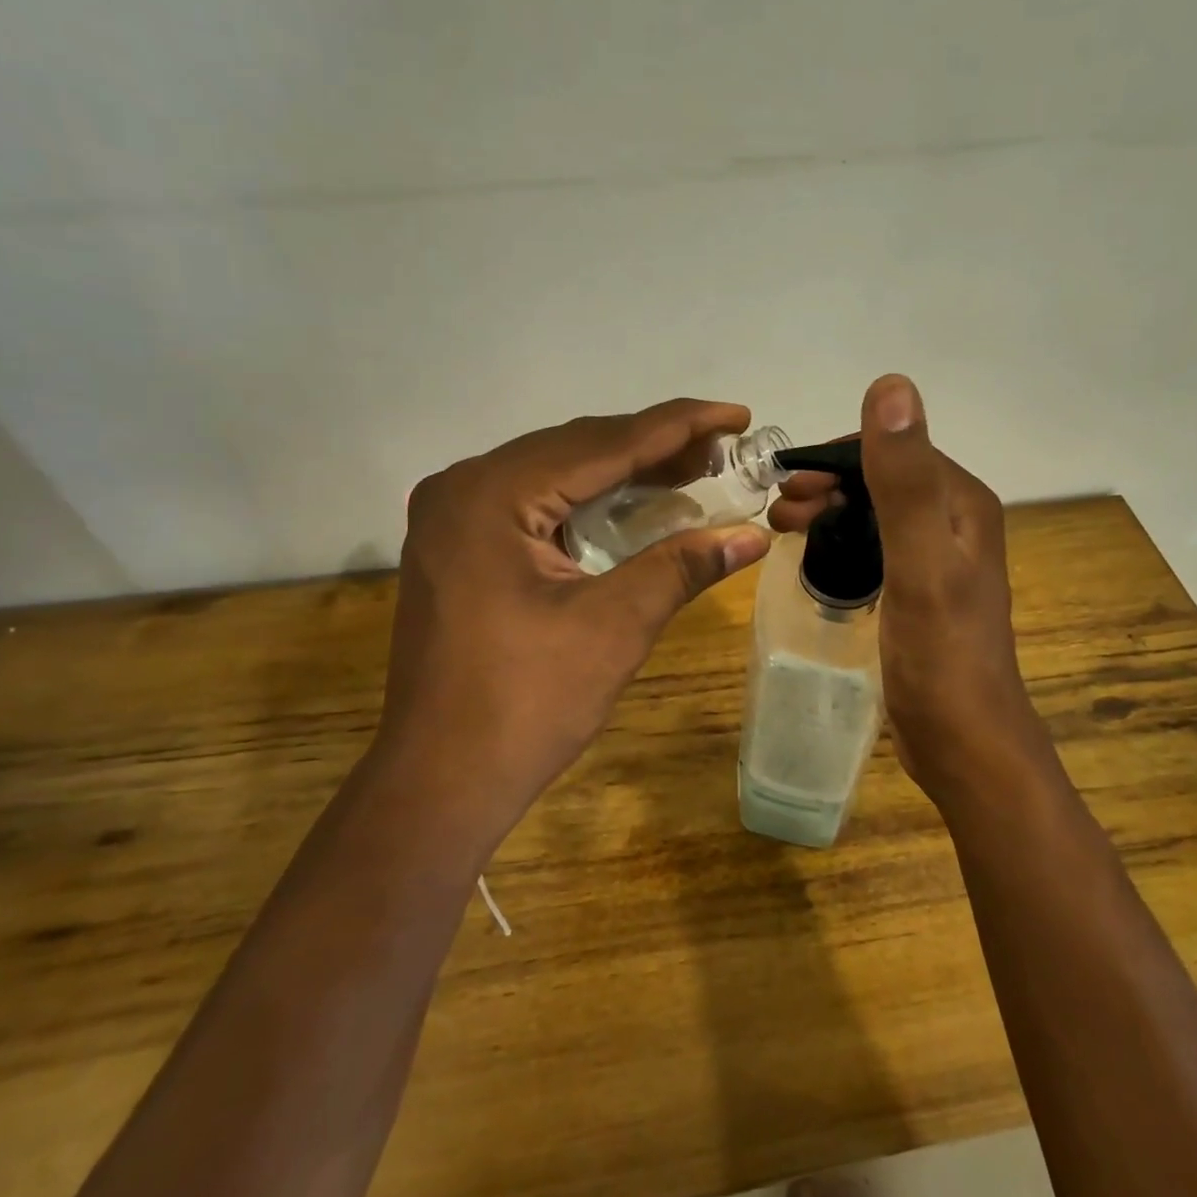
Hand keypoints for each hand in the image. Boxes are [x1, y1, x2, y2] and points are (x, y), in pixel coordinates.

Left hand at [377, 400, 771, 840]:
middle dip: (654, 446)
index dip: (679, 426)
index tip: (738, 414)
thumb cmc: (526, 705)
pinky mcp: (459, 547)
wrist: (441, 782)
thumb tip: (755, 536)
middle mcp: (464, 487)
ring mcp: (454, 517)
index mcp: (491, 494)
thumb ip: (682, 566)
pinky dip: (589, 501)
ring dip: (623, 472)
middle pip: (577, 449)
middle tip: (723, 449)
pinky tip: (633, 504)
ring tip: (691, 469)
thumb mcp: (615, 626)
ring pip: (556, 473)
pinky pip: (536, 504)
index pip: (603, 443)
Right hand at [769, 375, 1049, 805]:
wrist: (965, 743)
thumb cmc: (942, 654)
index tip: (788, 479)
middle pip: (882, 479)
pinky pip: (874, 546)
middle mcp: (955, 522)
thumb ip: (905, 478)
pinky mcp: (920, 591)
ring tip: (783, 527)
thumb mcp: (920, 560)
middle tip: (778, 509)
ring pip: (874, 512)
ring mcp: (938, 559)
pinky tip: (815, 554)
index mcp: (962, 503)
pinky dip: (840, 540)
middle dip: (827, 483)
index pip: (894, 449)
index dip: (838, 455)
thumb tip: (892, 385)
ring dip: (829, 509)